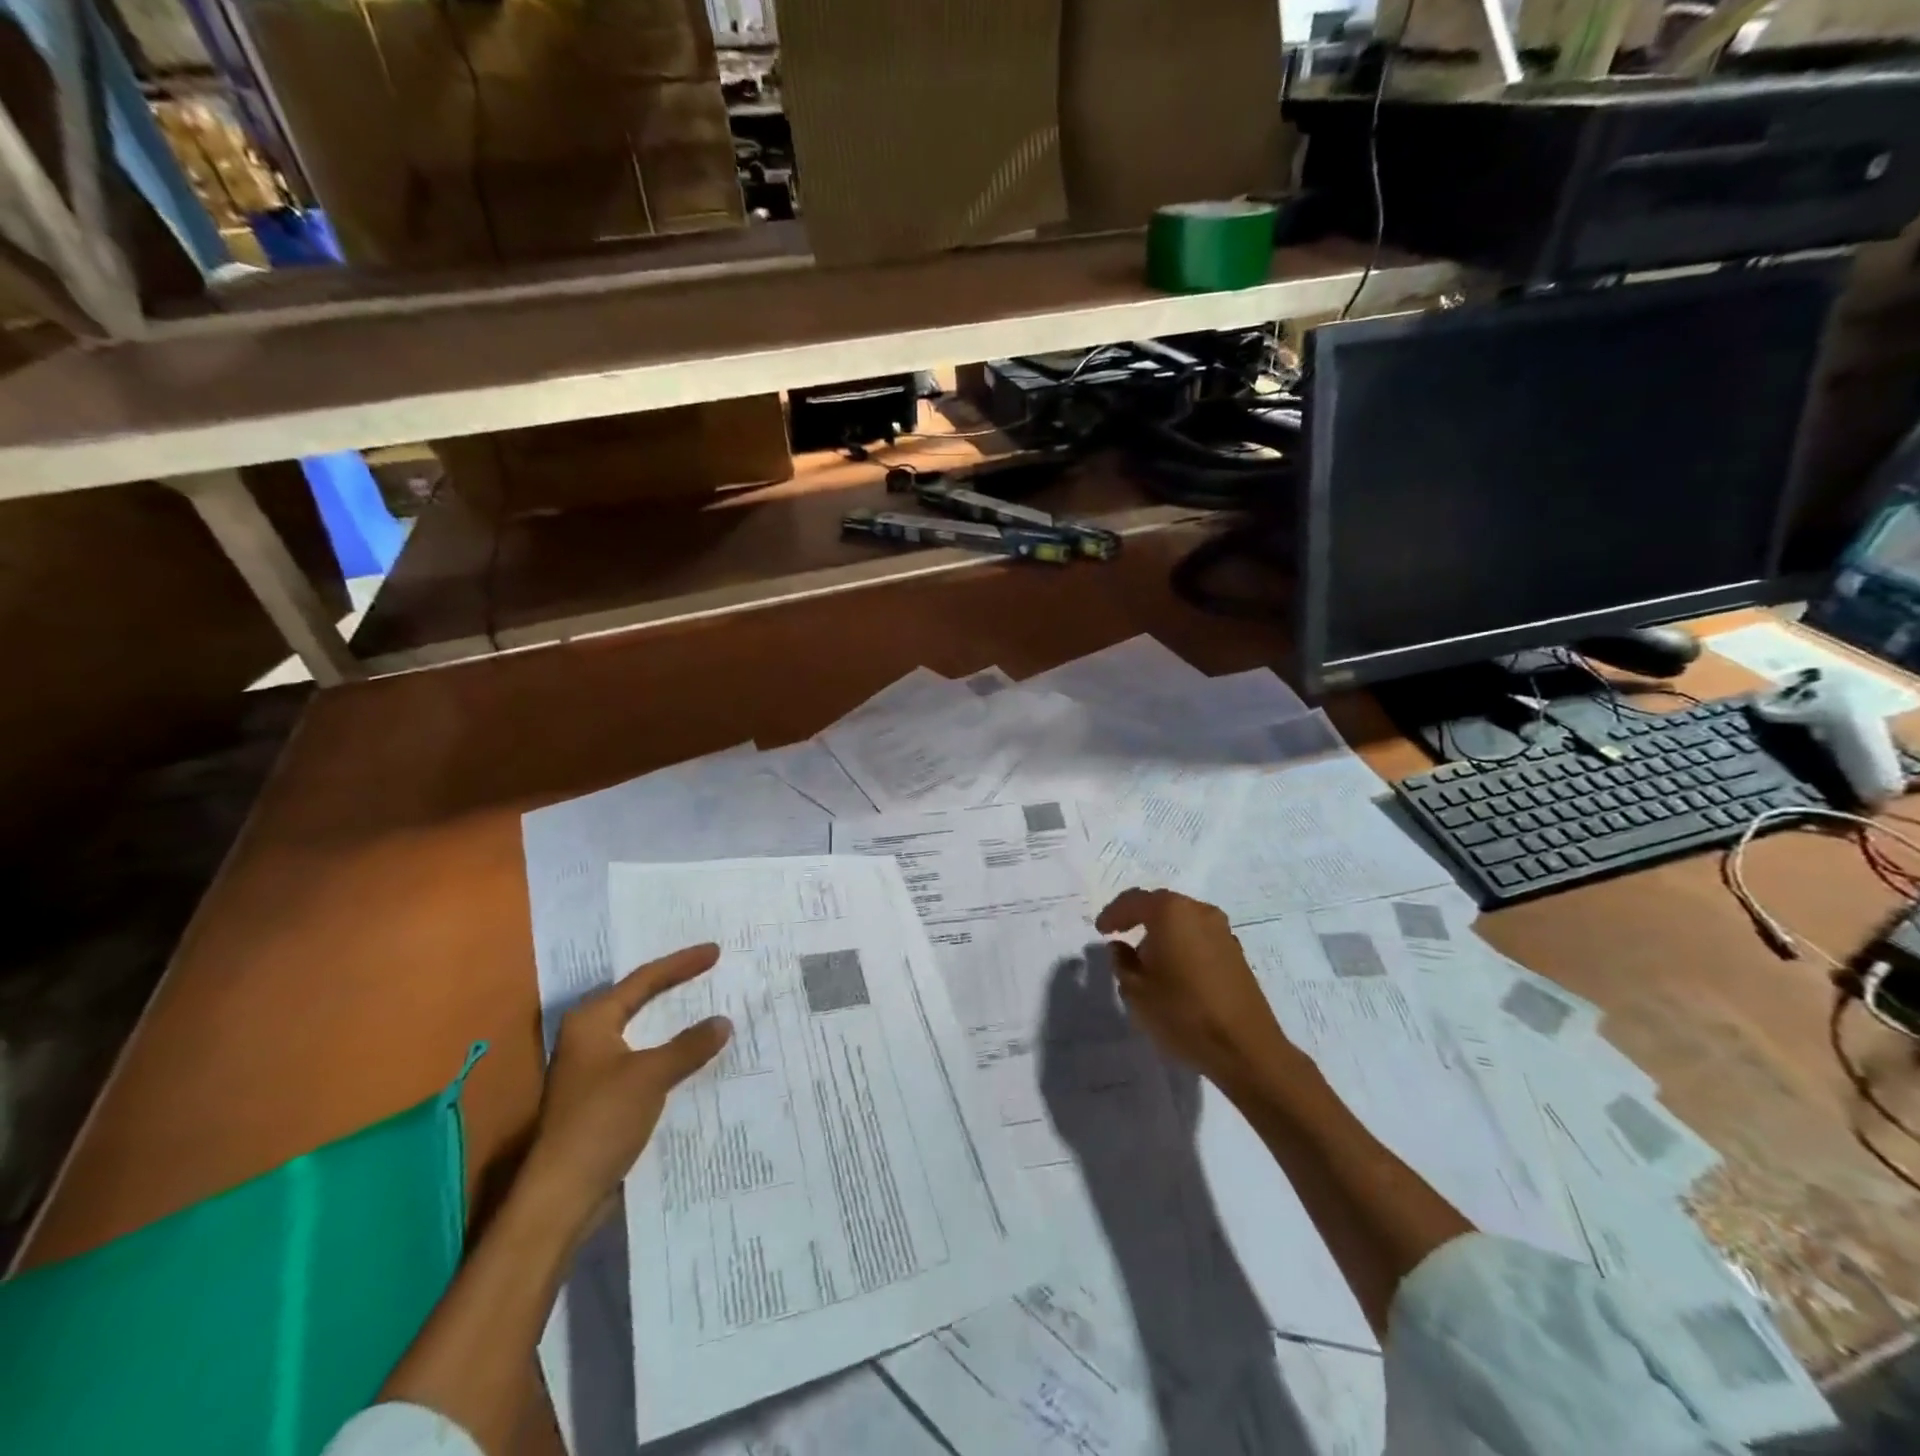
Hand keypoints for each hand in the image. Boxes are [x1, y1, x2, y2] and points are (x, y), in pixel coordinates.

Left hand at [521, 944, 731, 1233]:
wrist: (562, 1194)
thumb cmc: (601, 1120)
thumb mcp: (651, 1075)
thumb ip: (689, 1045)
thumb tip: (723, 1022)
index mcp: (591, 1021)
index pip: (644, 980)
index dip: (681, 964)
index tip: (715, 952)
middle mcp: (587, 1037)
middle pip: (638, 999)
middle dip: (673, 985)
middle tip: (707, 969)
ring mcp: (593, 1068)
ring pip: (640, 1031)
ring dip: (671, 1021)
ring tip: (704, 1004)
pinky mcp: (601, 1096)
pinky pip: (643, 1058)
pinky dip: (667, 1050)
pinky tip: (691, 1054)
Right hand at [1095, 889, 1290, 1090]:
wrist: (1245, 1047)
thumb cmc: (1182, 1013)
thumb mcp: (1136, 990)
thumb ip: (1122, 962)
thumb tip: (1120, 947)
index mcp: (1171, 912)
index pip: (1134, 902)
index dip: (1113, 914)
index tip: (1101, 930)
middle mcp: (1199, 911)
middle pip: (1161, 905)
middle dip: (1139, 918)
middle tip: (1120, 935)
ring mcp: (1222, 931)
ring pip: (1183, 921)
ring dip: (1163, 932)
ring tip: (1147, 958)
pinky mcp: (1236, 953)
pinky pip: (1200, 937)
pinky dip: (1183, 944)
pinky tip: (1175, 970)